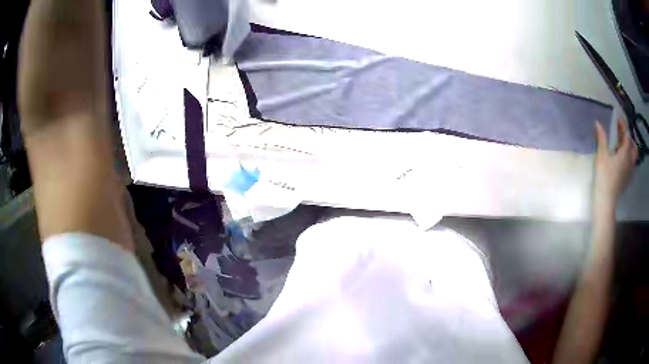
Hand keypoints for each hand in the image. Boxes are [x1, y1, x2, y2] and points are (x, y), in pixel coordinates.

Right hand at [593, 119, 636, 213]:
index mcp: (625, 153)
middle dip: (629, 139)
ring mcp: (629, 171)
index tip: (618, 120)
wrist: (606, 200)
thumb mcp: (602, 156)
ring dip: (628, 149)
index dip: (623, 126)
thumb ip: (602, 139)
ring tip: (620, 147)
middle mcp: (629, 161)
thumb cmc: (604, 176)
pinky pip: (630, 164)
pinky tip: (620, 159)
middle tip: (621, 135)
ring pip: (633, 157)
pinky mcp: (627, 178)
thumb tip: (598, 123)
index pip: (627, 135)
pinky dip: (627, 158)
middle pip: (633, 147)